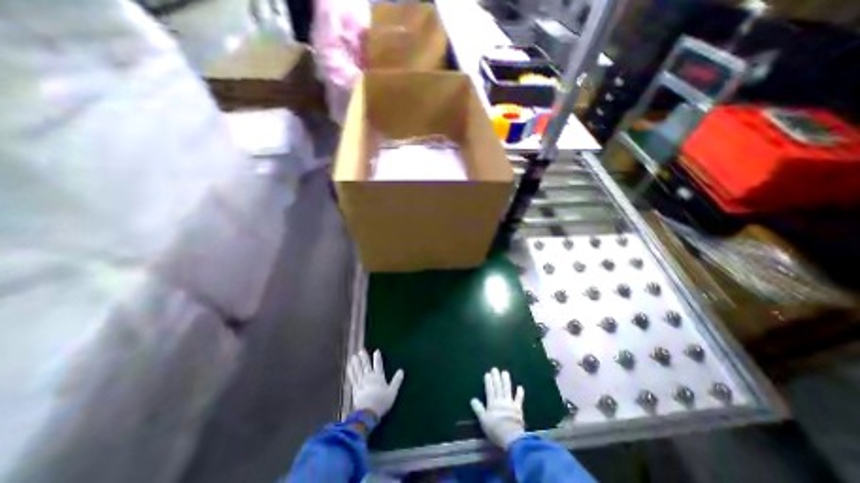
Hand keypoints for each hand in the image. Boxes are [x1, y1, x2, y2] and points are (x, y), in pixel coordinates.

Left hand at [347, 351, 404, 419]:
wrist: (368, 413)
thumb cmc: (381, 403)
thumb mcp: (392, 392)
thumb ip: (397, 381)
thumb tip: (402, 371)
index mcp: (379, 378)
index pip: (378, 365)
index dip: (377, 358)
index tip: (376, 351)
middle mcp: (369, 378)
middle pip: (366, 366)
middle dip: (364, 358)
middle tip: (361, 350)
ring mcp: (361, 383)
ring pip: (358, 371)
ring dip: (356, 363)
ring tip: (353, 356)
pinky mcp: (355, 389)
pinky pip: (353, 378)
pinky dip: (351, 372)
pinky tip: (349, 368)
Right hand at [470, 369, 524, 447]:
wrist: (511, 437)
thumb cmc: (495, 429)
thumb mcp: (483, 420)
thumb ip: (478, 409)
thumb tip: (472, 399)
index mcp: (492, 403)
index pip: (490, 389)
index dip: (489, 381)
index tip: (488, 373)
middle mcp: (501, 401)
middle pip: (498, 387)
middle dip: (496, 377)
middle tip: (495, 369)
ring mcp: (510, 403)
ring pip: (507, 389)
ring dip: (506, 381)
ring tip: (505, 372)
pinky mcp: (518, 409)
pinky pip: (519, 399)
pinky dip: (519, 393)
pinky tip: (520, 387)